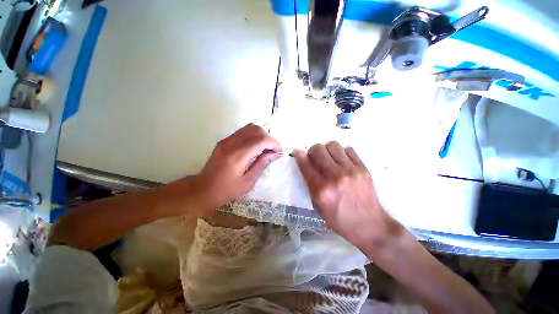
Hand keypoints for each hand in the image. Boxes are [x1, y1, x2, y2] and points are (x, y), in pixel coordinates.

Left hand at [192, 123, 281, 213]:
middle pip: (256, 130)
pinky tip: (256, 147)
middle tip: (273, 150)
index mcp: (237, 156)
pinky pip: (243, 131)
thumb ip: (261, 165)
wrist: (201, 189)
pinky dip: (253, 135)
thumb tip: (274, 154)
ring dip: (261, 135)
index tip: (280, 151)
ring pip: (250, 127)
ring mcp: (226, 140)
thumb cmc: (225, 191)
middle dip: (269, 138)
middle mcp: (231, 144)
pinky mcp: (224, 141)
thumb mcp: (247, 182)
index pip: (260, 140)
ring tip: (266, 148)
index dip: (274, 143)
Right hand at [293, 142, 399, 250]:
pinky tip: (342, 161)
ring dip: (327, 149)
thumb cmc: (339, 219)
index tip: (297, 151)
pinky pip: (348, 149)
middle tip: (315, 157)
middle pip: (318, 149)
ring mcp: (350, 171)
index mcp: (321, 190)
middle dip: (312, 150)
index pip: (305, 164)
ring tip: (329, 157)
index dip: (298, 155)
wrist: (369, 225)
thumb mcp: (318, 206)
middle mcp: (334, 177)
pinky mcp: (363, 168)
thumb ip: (310, 184)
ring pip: (333, 145)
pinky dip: (341, 153)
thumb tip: (307, 165)